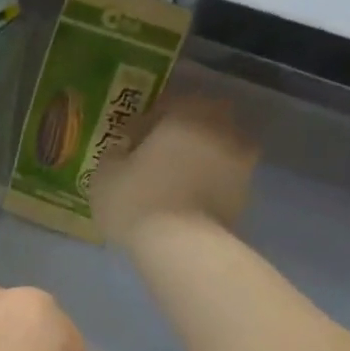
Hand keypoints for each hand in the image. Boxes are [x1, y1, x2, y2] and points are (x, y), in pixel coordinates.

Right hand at [89, 83, 259, 249]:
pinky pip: (221, 179)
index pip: (165, 105)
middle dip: (180, 135)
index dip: (144, 123)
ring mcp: (239, 162)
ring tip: (173, 181)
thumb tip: (123, 151)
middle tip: (155, 156)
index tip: (128, 141)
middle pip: (198, 123)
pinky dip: (207, 184)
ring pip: (214, 150)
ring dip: (197, 159)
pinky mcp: (245, 194)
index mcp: (186, 114)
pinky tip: (186, 201)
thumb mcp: (104, 175)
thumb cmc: (137, 200)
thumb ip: (114, 155)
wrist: (180, 245)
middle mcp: (219, 129)